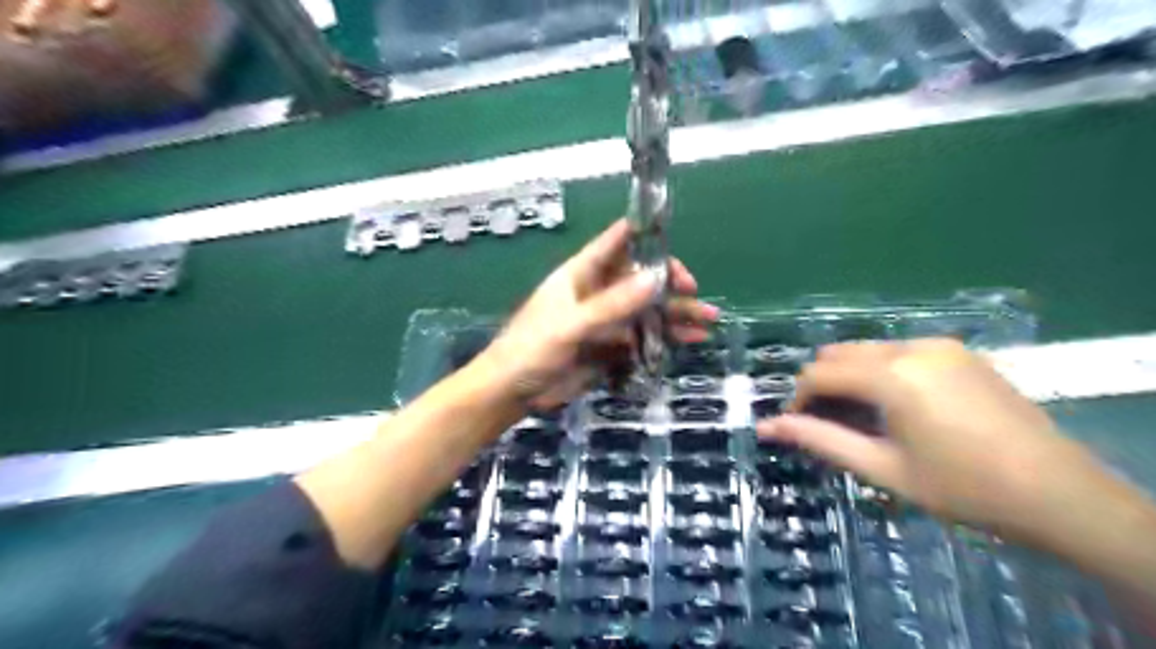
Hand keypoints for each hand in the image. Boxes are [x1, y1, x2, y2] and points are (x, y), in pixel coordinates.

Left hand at [477, 220, 714, 407]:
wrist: (513, 392)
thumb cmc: (532, 349)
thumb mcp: (570, 325)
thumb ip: (611, 305)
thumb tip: (655, 279)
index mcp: (582, 274)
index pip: (616, 244)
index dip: (643, 237)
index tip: (672, 240)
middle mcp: (599, 292)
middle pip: (640, 278)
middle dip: (668, 283)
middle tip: (692, 292)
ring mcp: (607, 321)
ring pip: (647, 309)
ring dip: (675, 313)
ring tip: (707, 320)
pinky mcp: (612, 347)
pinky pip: (645, 337)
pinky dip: (667, 338)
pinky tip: (691, 339)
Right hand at [761, 337, 1100, 545]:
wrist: (1059, 493)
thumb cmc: (962, 487)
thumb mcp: (882, 468)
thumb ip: (820, 440)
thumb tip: (766, 427)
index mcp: (892, 376)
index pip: (819, 373)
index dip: (798, 398)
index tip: (797, 426)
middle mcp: (911, 347)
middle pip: (840, 353)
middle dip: (823, 384)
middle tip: (830, 423)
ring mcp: (940, 344)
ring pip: (868, 349)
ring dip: (852, 377)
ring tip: (865, 418)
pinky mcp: (960, 351)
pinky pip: (899, 351)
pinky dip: (881, 371)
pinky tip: (899, 406)